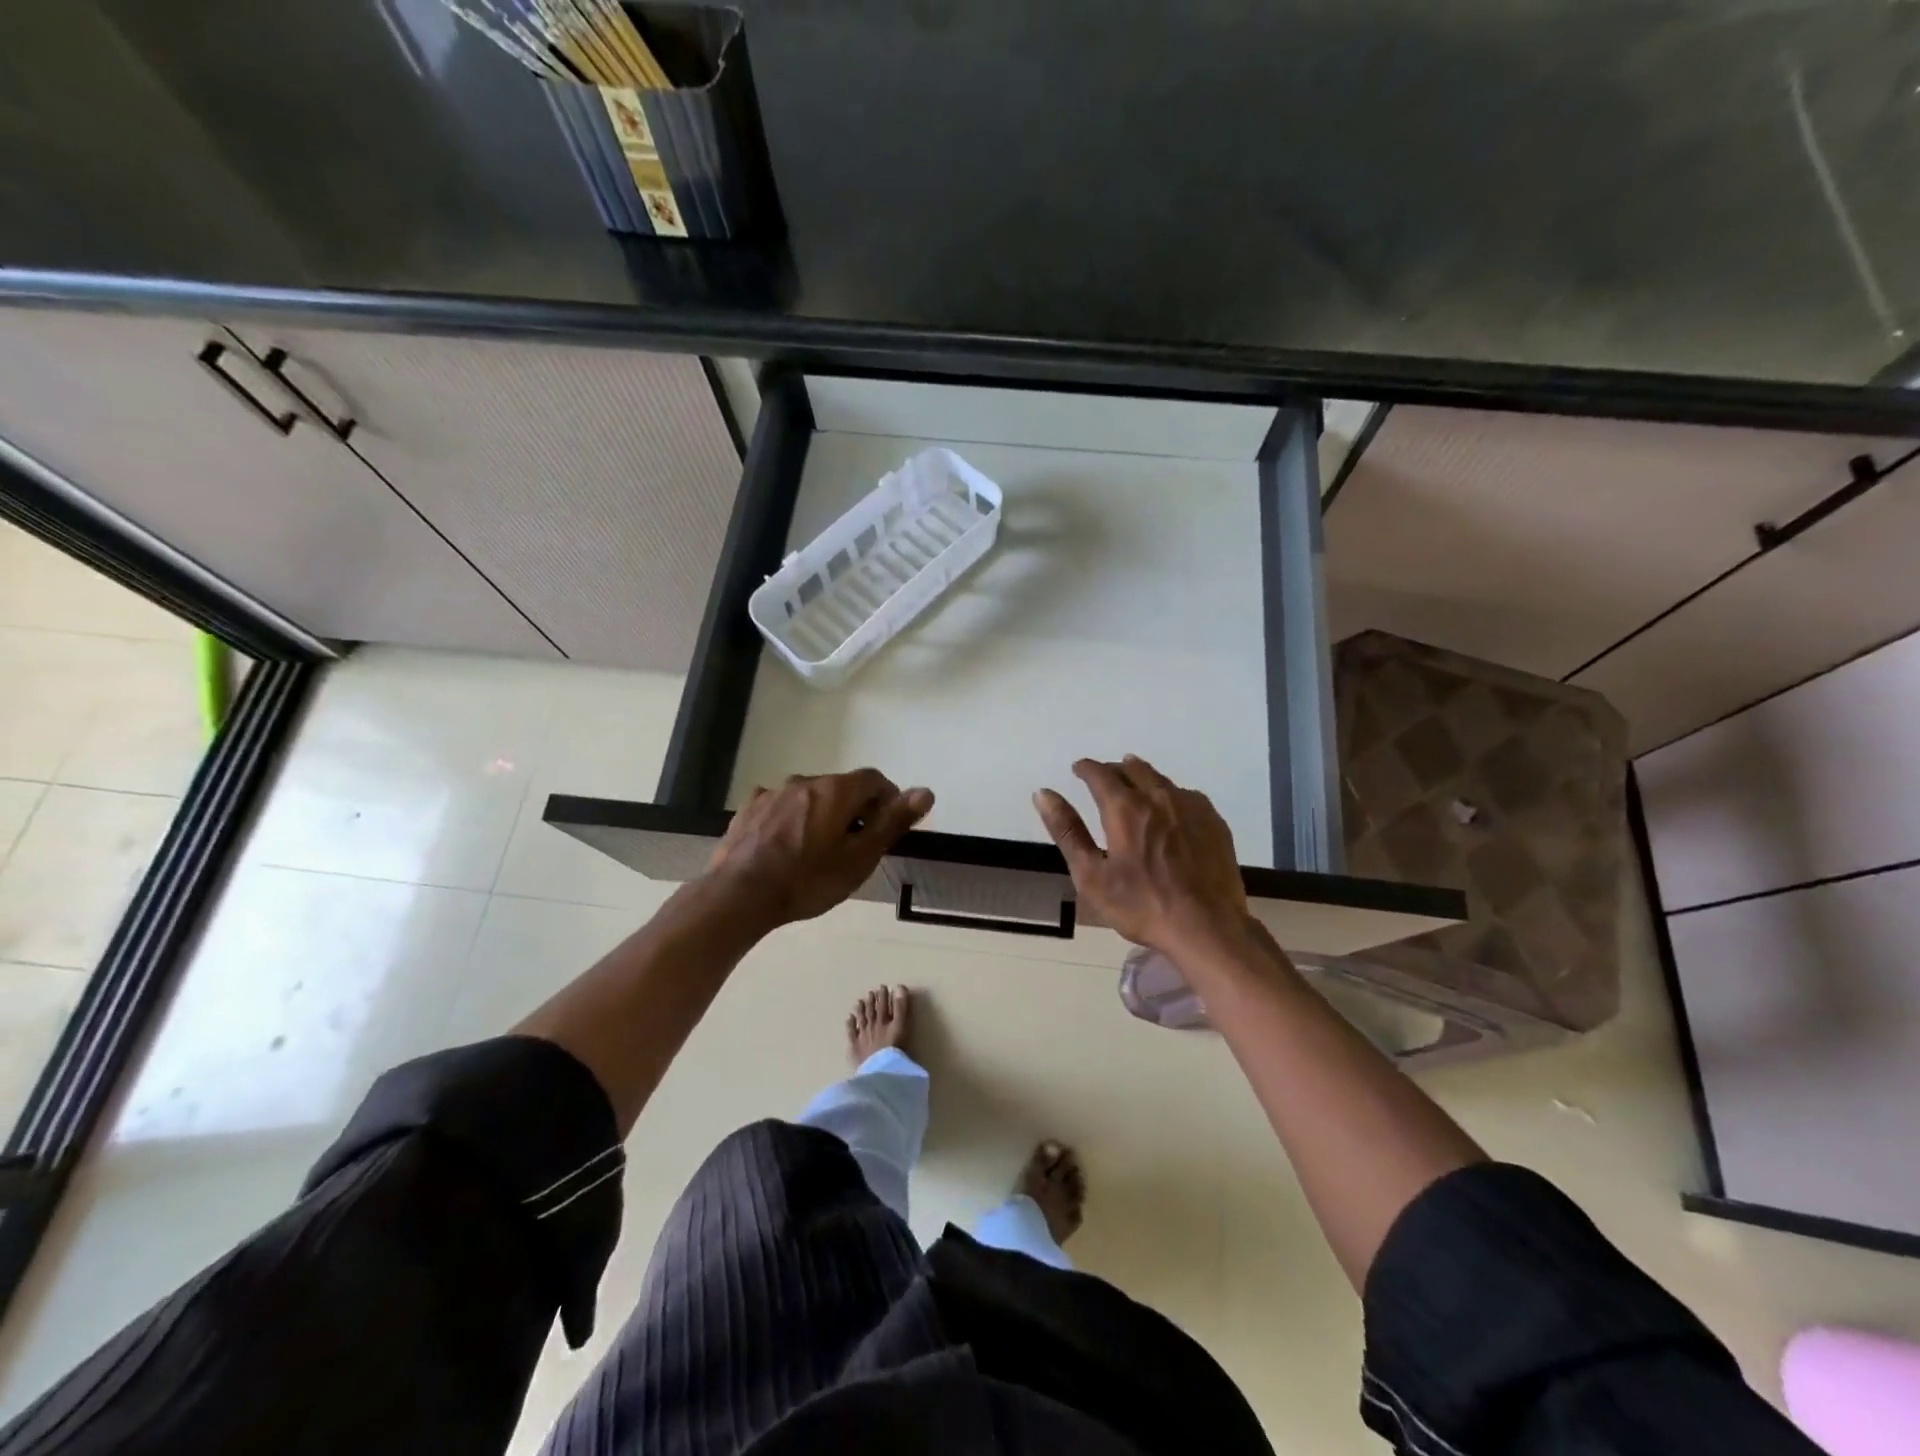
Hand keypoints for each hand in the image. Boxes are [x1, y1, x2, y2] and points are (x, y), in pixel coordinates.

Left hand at [707, 769, 933, 927]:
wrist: (739, 896)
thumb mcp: (859, 858)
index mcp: (835, 790)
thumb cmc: (807, 880)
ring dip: (821, 813)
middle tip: (855, 846)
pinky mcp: (749, 809)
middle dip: (854, 808)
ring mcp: (772, 793)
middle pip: (841, 787)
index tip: (887, 826)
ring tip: (818, 849)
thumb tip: (925, 792)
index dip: (887, 799)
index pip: (874, 779)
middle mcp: (805, 781)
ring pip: (809, 796)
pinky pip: (780, 806)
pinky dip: (791, 818)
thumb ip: (892, 822)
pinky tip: (785, 845)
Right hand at [1033, 756, 1247, 955]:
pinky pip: (1187, 795)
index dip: (1086, 769)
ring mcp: (1191, 807)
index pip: (1100, 774)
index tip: (1078, 769)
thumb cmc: (1142, 906)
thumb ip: (1067, 831)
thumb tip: (1043, 794)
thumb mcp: (1091, 875)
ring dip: (1142, 776)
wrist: (1207, 928)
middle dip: (1113, 769)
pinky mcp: (1214, 822)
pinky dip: (1170, 793)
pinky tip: (1171, 806)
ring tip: (1134, 780)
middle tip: (1103, 776)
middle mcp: (1158, 797)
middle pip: (1132, 769)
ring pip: (1161, 779)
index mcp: (1125, 808)